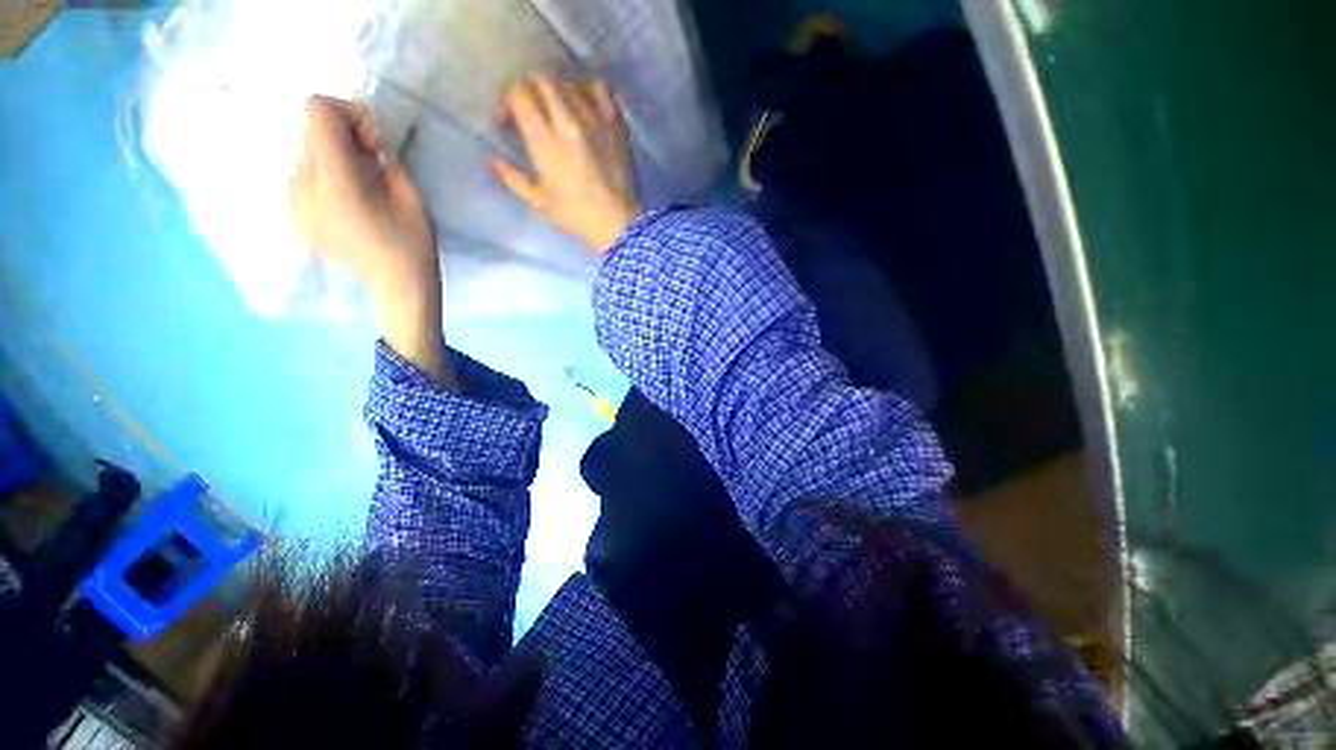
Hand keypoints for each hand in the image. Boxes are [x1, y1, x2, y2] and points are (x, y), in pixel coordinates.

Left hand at [290, 96, 451, 386]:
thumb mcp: (410, 193)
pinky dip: (325, 179)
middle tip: (373, 166)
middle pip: (311, 131)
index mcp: (334, 181)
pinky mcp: (294, 216)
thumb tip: (365, 139)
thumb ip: (383, 155)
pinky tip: (348, 206)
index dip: (347, 113)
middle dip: (343, 137)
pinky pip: (303, 178)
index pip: (317, 111)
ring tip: (362, 190)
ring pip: (307, 154)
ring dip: (334, 159)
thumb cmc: (413, 242)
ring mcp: (293, 203)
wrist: (398, 285)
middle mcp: (303, 186)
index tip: (372, 141)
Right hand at [494, 75, 640, 253]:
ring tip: (557, 112)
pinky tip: (584, 106)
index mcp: (546, 142)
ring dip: (556, 93)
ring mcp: (596, 120)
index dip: (508, 102)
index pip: (519, 94)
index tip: (508, 120)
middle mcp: (569, 122)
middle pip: (542, 81)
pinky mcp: (616, 123)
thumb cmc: (576, 216)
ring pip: (568, 83)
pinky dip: (587, 91)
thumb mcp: (540, 202)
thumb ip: (514, 178)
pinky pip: (599, 89)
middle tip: (531, 112)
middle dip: (530, 92)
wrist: (618, 222)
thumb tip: (495, 160)